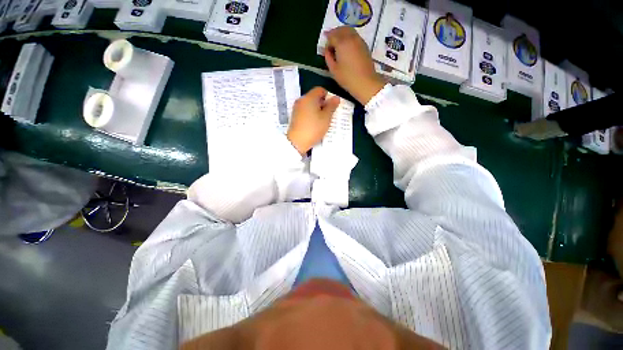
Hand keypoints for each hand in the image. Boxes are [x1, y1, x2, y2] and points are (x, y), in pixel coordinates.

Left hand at [287, 87, 339, 154]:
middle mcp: (301, 100)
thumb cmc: (313, 128)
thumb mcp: (326, 118)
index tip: (332, 107)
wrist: (297, 142)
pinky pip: (305, 111)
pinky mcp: (294, 117)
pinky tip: (314, 124)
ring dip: (317, 110)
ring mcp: (296, 108)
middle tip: (328, 115)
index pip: (320, 90)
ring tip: (322, 121)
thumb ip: (331, 106)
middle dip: (323, 104)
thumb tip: (336, 98)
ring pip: (309, 105)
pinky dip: (311, 115)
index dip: (328, 96)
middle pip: (314, 97)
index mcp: (309, 97)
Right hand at [324, 26, 385, 104]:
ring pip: (349, 30)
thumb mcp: (333, 70)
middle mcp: (351, 37)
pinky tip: (347, 48)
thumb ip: (328, 57)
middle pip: (341, 29)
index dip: (327, 42)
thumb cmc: (347, 78)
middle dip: (334, 33)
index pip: (331, 35)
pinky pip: (355, 36)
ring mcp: (359, 40)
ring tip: (338, 45)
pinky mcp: (364, 45)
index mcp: (342, 43)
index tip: (325, 50)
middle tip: (330, 42)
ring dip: (342, 34)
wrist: (365, 82)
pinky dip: (349, 37)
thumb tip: (327, 51)